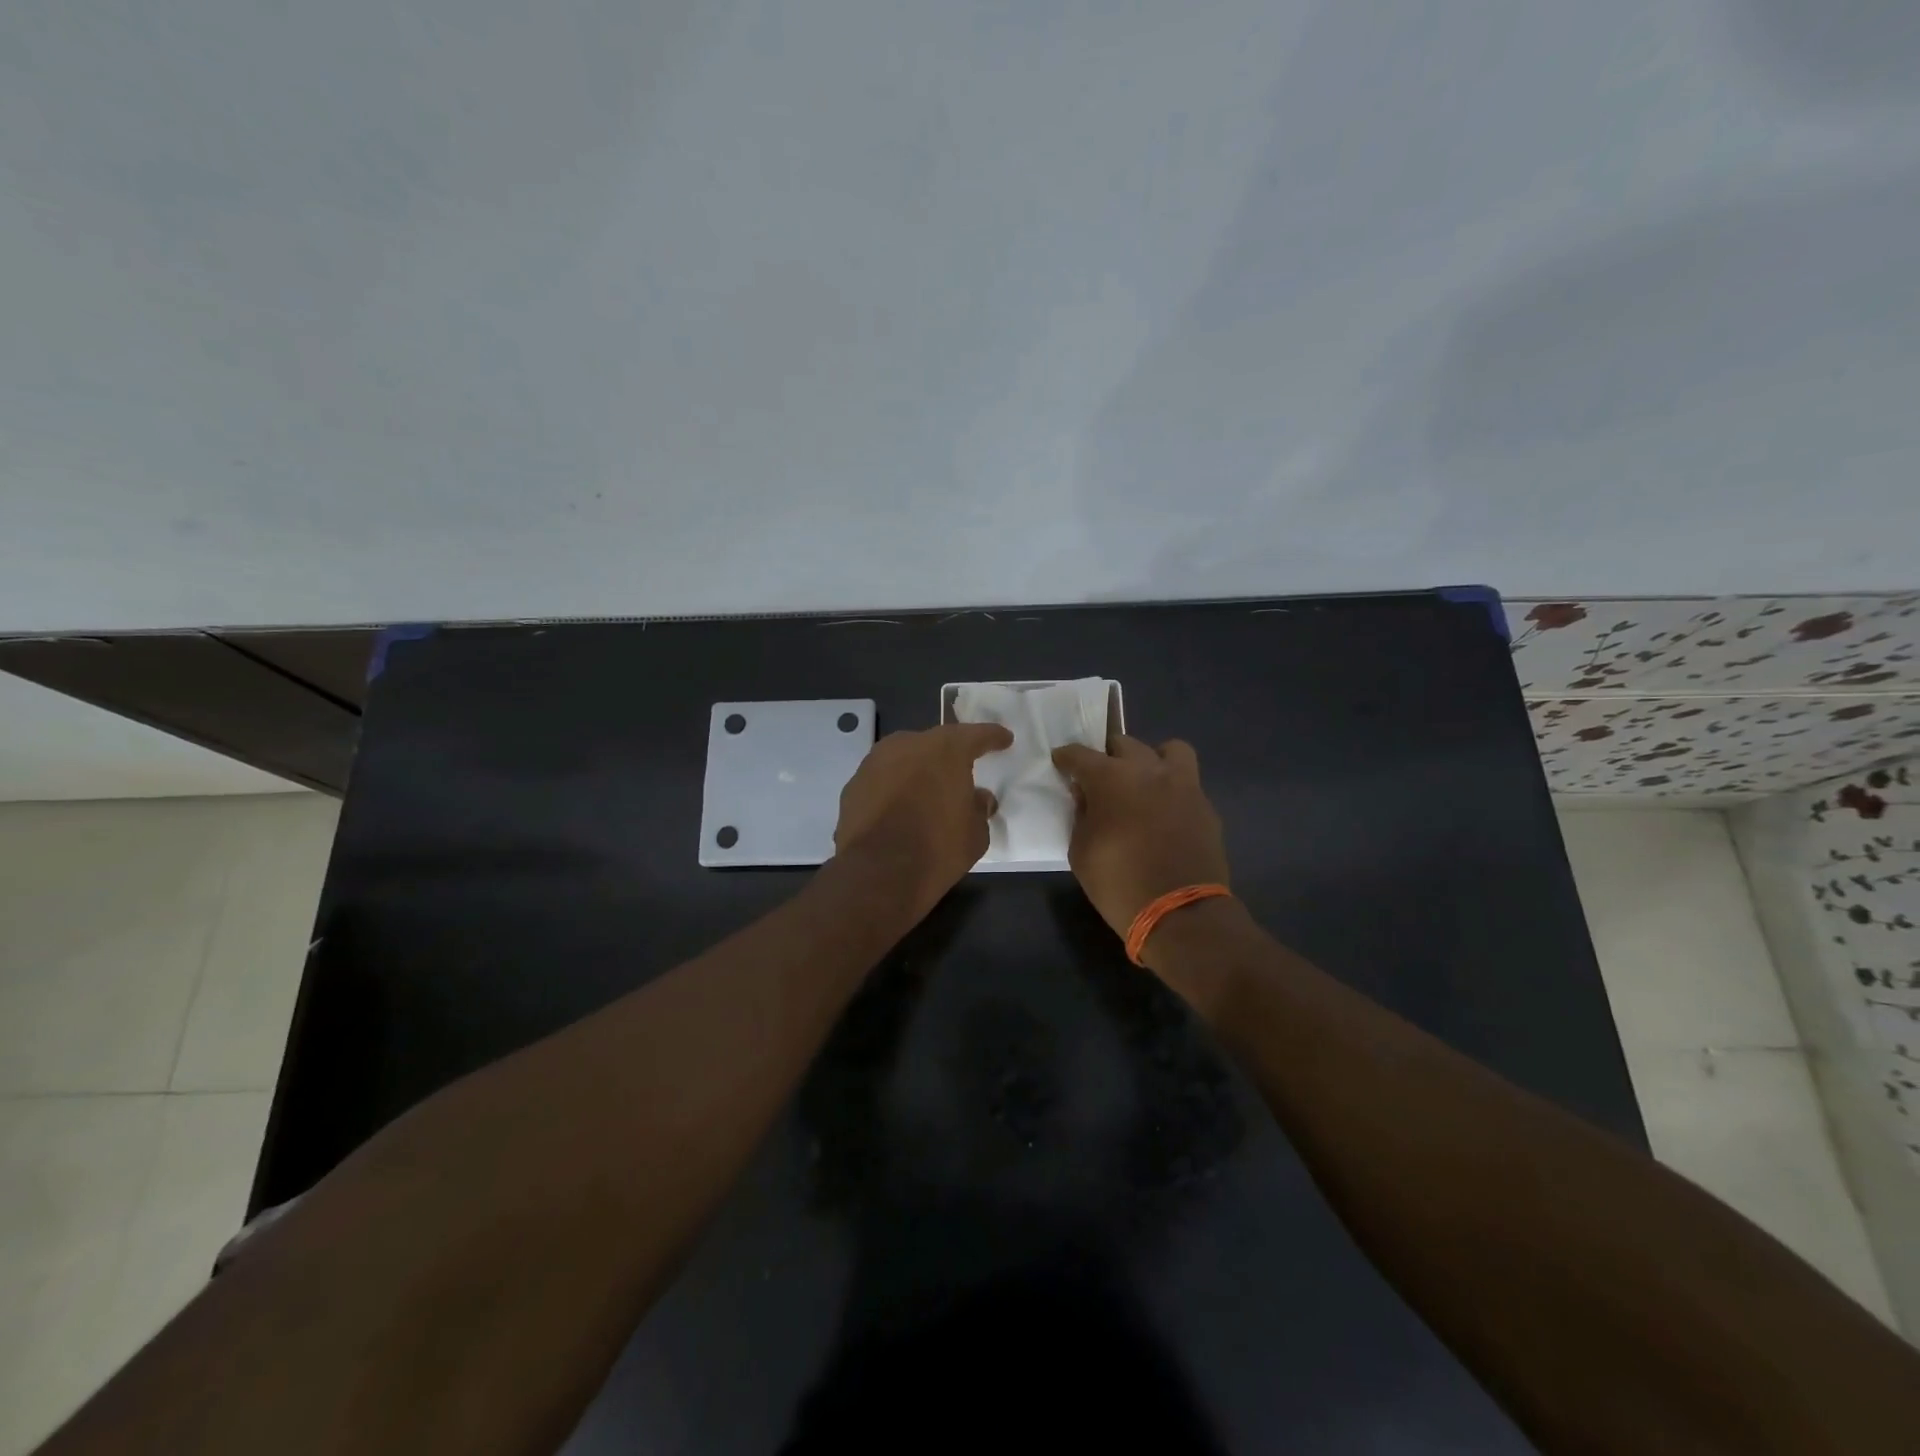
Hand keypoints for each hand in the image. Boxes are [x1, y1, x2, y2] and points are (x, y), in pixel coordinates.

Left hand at [834, 723, 1013, 919]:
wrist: (878, 873)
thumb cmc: (938, 849)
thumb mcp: (976, 834)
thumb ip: (979, 808)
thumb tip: (977, 798)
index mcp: (945, 750)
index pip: (975, 735)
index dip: (992, 736)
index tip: (1004, 739)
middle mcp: (908, 745)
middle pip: (935, 743)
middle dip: (949, 755)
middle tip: (962, 769)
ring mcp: (875, 763)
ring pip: (904, 758)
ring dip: (917, 770)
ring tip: (927, 791)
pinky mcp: (853, 785)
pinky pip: (882, 779)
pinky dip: (894, 788)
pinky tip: (899, 808)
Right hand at [1051, 735, 1230, 941]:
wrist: (1180, 912)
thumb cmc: (1118, 882)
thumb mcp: (1080, 851)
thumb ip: (1081, 815)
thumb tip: (1086, 797)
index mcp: (1111, 778)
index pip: (1080, 754)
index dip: (1066, 757)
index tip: (1060, 761)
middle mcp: (1148, 770)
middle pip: (1124, 744)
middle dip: (1108, 756)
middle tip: (1100, 777)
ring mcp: (1182, 785)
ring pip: (1169, 750)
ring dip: (1152, 759)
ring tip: (1143, 781)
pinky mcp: (1205, 806)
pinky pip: (1187, 782)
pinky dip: (1172, 788)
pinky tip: (1164, 812)